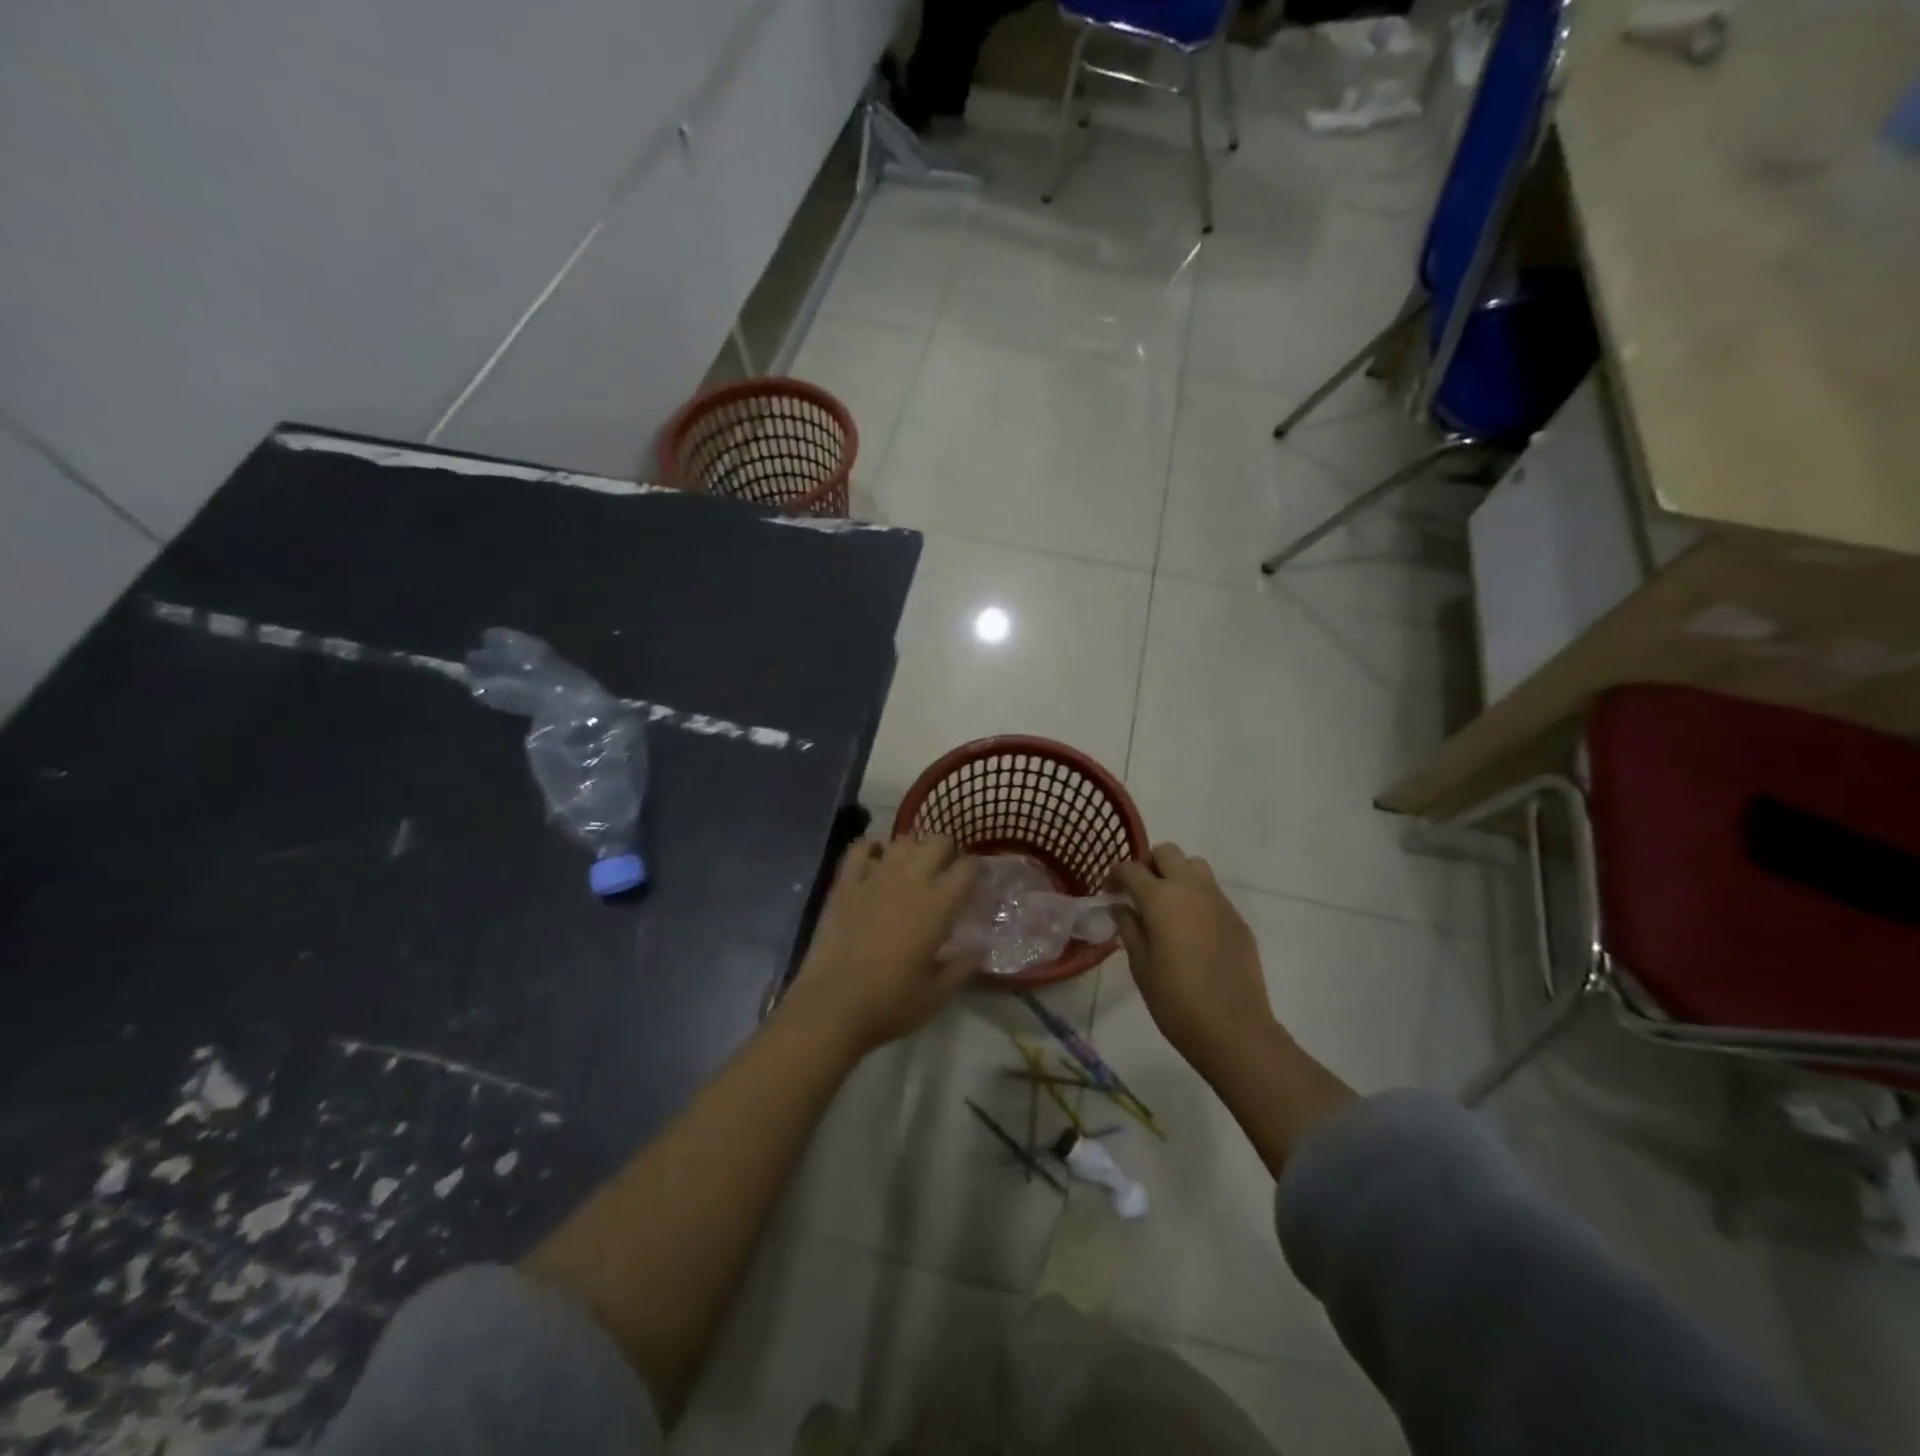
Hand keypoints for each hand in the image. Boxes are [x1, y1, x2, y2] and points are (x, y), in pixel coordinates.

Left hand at [781, 836, 978, 1057]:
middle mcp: (910, 881)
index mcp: (938, 906)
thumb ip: (962, 967)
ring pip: (902, 840)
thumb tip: (980, 948)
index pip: (968, 868)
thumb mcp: (937, 995)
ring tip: (911, 867)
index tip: (974, 882)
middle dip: (946, 852)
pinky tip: (874, 860)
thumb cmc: (890, 1004)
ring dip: (912, 849)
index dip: (975, 870)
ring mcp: (875, 878)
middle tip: (944, 873)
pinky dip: (871, 848)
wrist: (832, 1007)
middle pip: (937, 842)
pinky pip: (860, 849)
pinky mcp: (845, 884)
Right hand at [1110, 843, 1276, 1081]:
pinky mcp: (1237, 918)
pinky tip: (1193, 931)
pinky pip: (1213, 893)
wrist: (1233, 1029)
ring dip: (1177, 875)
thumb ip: (1129, 928)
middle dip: (1149, 865)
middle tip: (1140, 893)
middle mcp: (1191, 889)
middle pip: (1167, 852)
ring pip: (1195, 866)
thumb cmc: (1176, 1000)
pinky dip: (1197, 898)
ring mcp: (1219, 901)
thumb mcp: (1140, 965)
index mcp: (1160, 898)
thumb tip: (1122, 907)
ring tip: (1168, 906)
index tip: (1109, 893)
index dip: (1115, 876)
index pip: (1130, 868)